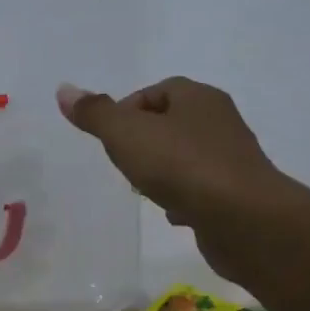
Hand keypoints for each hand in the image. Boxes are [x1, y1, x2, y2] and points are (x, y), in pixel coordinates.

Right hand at [57, 78, 287, 278]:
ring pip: (185, 157)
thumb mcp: (125, 134)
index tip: (110, 137)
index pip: (156, 91)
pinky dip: (183, 197)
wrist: (245, 221)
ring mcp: (232, 159)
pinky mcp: (239, 195)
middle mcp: (220, 122)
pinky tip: (172, 214)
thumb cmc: (181, 165)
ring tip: (143, 190)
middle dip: (142, 141)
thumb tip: (64, 90)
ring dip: (162, 170)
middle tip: (123, 162)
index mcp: (198, 98)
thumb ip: (95, 113)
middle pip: (170, 123)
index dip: (127, 110)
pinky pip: (202, 189)